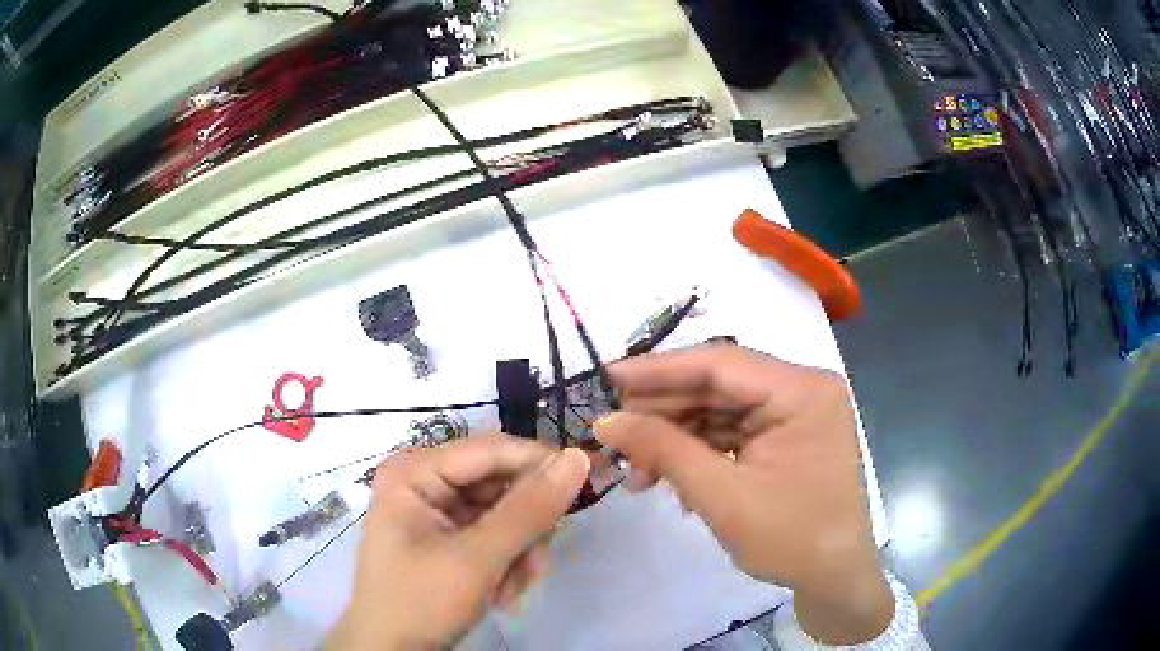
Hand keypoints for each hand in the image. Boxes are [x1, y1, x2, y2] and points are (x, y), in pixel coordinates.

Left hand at [328, 435, 589, 649]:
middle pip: (501, 484)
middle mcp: (424, 480)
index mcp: (415, 471)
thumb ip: (528, 510)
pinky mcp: (447, 535)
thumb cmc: (420, 602)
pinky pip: (494, 535)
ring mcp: (436, 509)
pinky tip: (502, 592)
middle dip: (525, 528)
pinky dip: (507, 562)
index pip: (493, 450)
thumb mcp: (477, 560)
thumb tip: (578, 458)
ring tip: (513, 590)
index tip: (591, 481)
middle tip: (538, 564)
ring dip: (519, 552)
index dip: (542, 463)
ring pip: (504, 513)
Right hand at [594, 345, 892, 644]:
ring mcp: (794, 413)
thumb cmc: (791, 539)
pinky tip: (667, 479)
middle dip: (663, 413)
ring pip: (719, 411)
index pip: (721, 363)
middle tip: (612, 434)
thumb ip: (664, 451)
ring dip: (675, 438)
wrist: (833, 579)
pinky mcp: (784, 437)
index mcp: (802, 390)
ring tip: (636, 472)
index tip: (605, 376)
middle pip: (718, 386)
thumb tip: (605, 421)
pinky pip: (731, 433)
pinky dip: (697, 453)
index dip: (658, 370)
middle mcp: (801, 389)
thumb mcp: (723, 497)